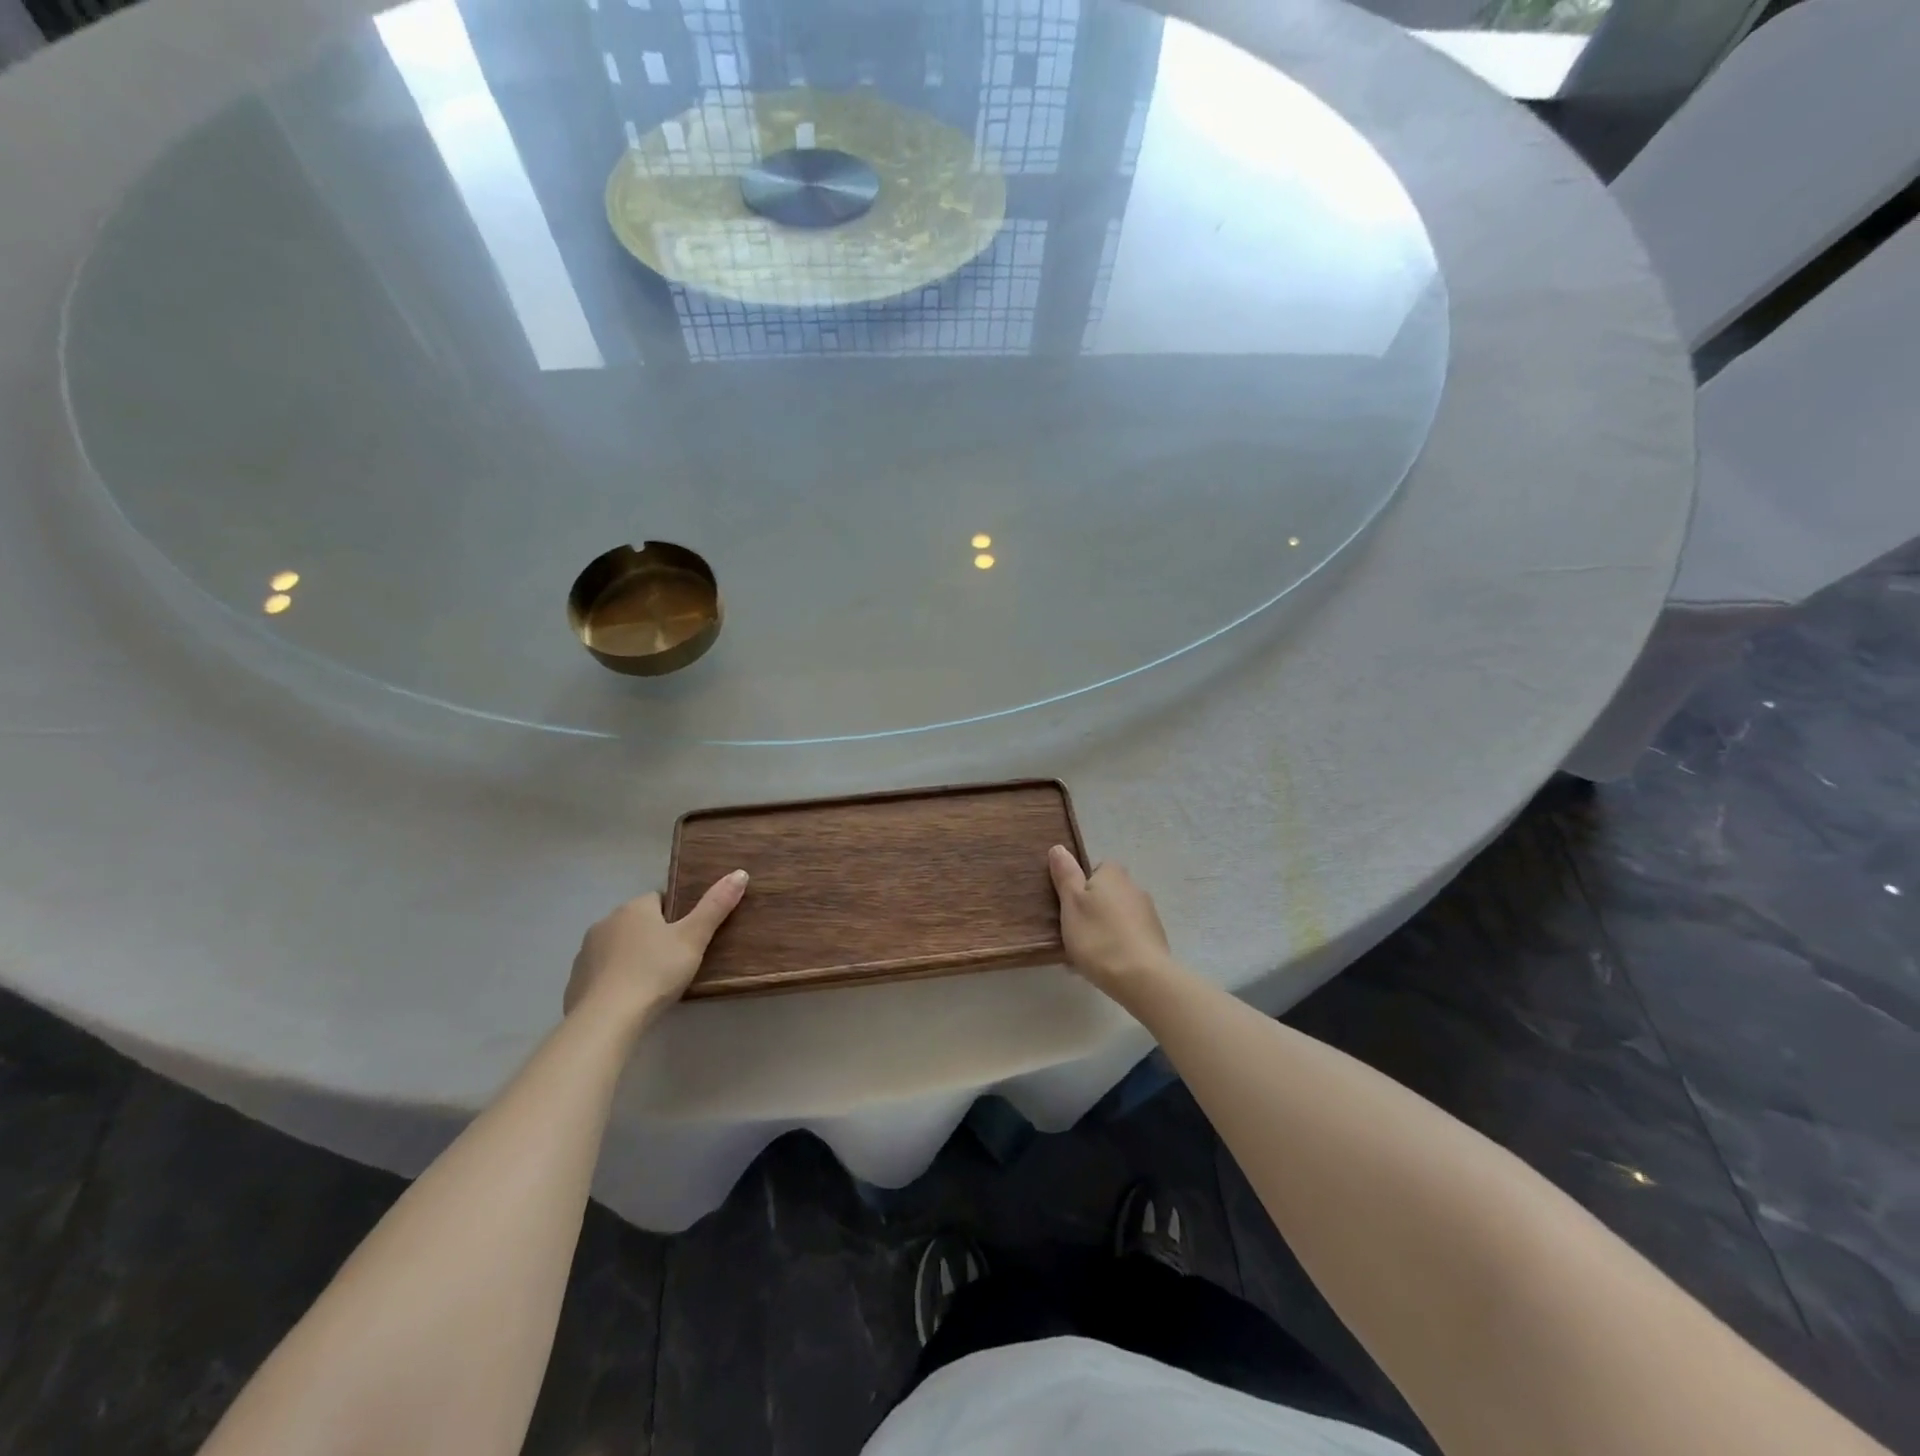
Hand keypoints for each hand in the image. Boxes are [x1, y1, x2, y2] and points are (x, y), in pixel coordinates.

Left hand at [564, 871, 747, 1026]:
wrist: (606, 1020)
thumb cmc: (655, 972)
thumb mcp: (693, 939)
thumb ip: (715, 906)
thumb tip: (740, 873)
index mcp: (635, 908)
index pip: (659, 899)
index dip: (676, 915)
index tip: (689, 936)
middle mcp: (606, 922)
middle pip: (637, 922)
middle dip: (654, 935)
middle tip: (677, 960)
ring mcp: (586, 952)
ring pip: (618, 946)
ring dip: (633, 956)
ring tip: (653, 981)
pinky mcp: (575, 980)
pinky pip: (602, 971)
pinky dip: (615, 979)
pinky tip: (628, 998)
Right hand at [1047, 846, 1175, 997]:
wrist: (1142, 978)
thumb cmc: (1098, 937)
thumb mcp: (1071, 903)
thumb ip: (1066, 875)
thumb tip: (1059, 848)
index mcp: (1113, 875)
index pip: (1097, 869)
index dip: (1082, 886)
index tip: (1070, 906)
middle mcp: (1134, 888)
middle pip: (1108, 893)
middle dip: (1093, 909)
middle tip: (1075, 932)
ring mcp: (1149, 915)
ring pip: (1118, 917)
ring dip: (1105, 929)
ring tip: (1089, 954)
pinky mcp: (1156, 940)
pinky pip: (1130, 937)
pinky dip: (1118, 946)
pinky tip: (1107, 966)